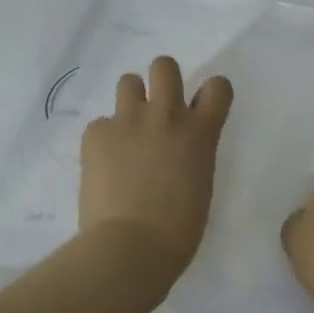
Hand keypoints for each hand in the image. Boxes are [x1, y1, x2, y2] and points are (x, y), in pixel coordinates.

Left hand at [79, 56, 233, 286]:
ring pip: (128, 81)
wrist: (131, 246)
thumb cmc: (179, 230)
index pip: (217, 87)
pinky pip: (100, 123)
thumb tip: (176, 151)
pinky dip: (104, 139)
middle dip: (162, 81)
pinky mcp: (96, 133)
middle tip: (157, 109)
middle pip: (165, 66)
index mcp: (200, 132)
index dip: (210, 93)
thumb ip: (192, 155)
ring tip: (127, 131)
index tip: (201, 108)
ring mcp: (128, 120)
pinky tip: (103, 165)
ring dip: (131, 101)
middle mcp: (166, 115)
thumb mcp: (200, 184)